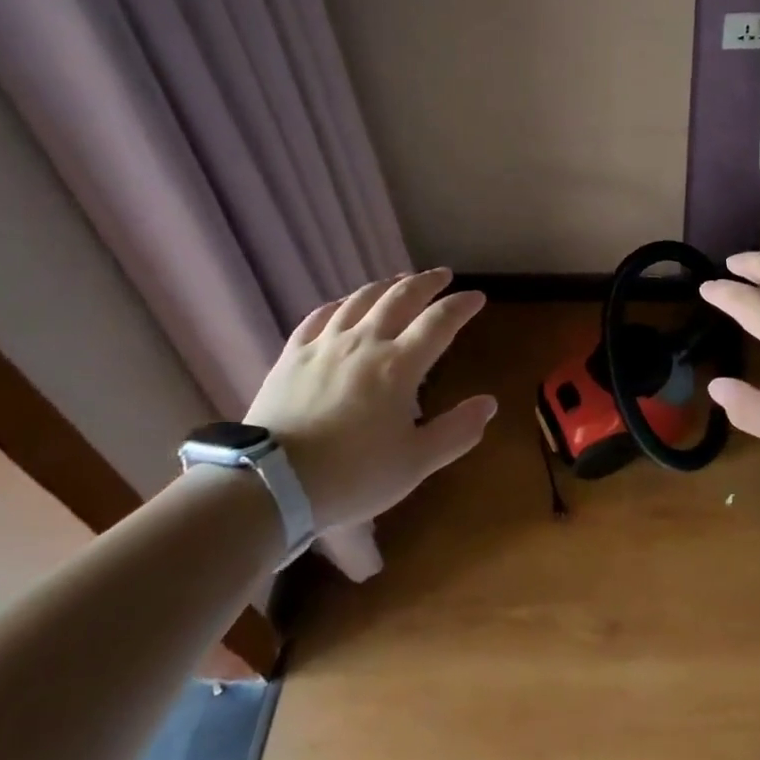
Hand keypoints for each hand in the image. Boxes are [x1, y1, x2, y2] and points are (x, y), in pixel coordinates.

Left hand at [244, 268, 495, 533]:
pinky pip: (320, 316)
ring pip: (361, 299)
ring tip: (400, 280)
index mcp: (399, 365)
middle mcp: (365, 342)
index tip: (476, 296)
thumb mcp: (415, 463)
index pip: (439, 321)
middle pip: (401, 297)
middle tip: (442, 275)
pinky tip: (344, 304)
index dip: (460, 305)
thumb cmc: (351, 476)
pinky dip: (340, 303)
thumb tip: (489, 403)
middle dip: (426, 282)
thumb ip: (456, 432)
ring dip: (386, 285)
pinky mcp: (293, 354)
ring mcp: (325, 344)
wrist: (271, 484)